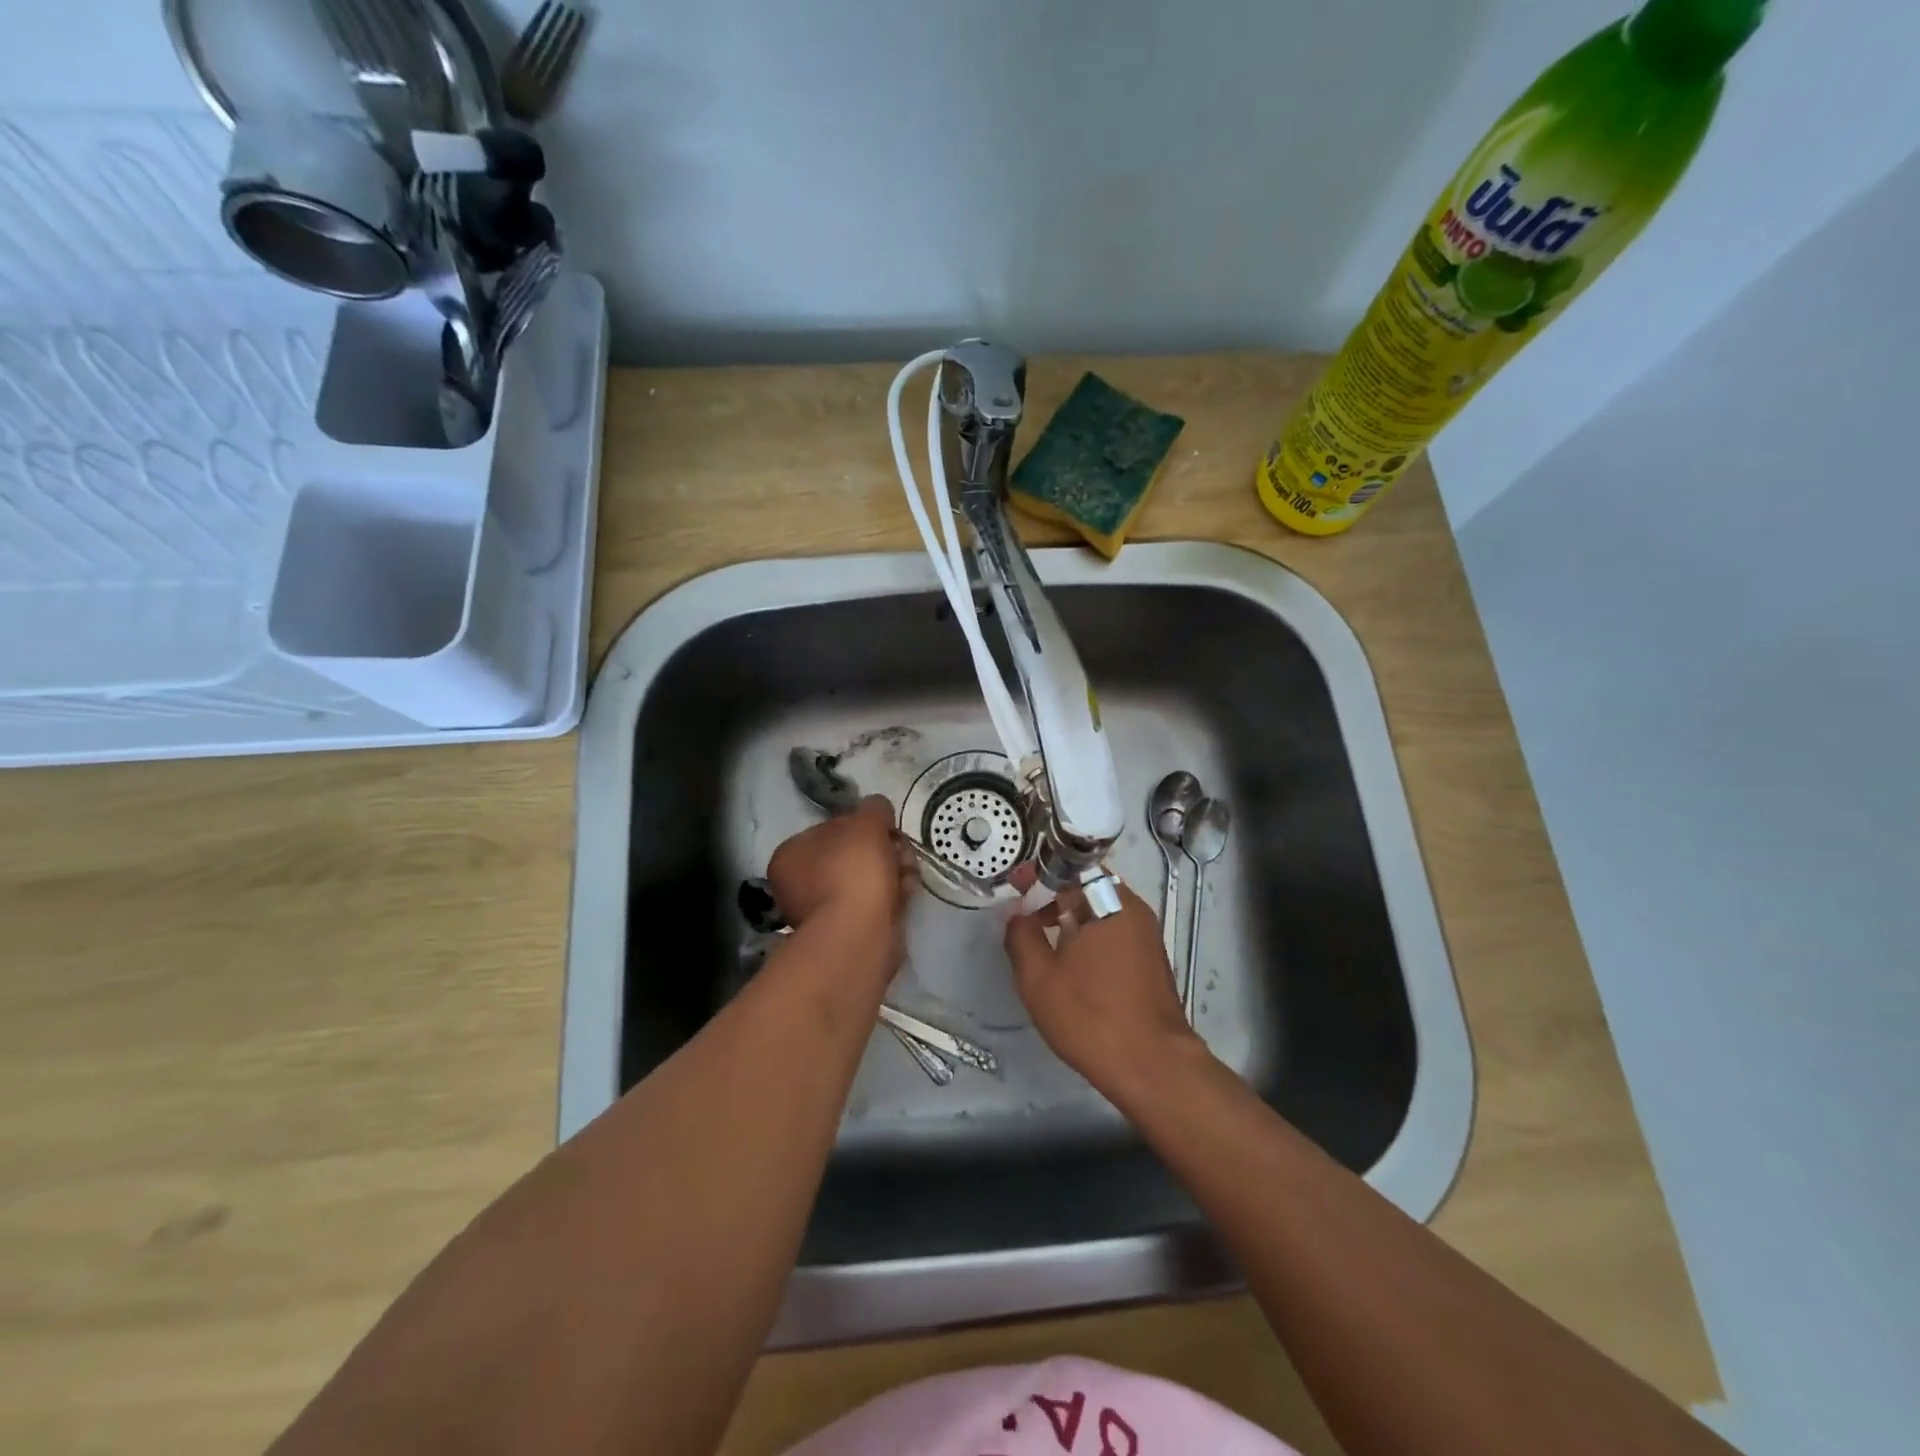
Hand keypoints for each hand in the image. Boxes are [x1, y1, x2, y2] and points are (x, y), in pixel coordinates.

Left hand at [766, 796, 916, 947]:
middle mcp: (798, 885)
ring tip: (908, 872)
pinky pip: (872, 904)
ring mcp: (822, 912)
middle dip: (882, 850)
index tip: (885, 829)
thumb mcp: (867, 822)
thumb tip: (878, 808)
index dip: (863, 826)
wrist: (859, 933)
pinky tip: (906, 893)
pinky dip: (890, 897)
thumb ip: (874, 808)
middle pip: (850, 856)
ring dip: (891, 872)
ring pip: (864, 881)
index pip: (830, 829)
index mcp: (790, 855)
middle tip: (901, 850)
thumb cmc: (853, 870)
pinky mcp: (846, 933)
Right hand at [1004, 881, 1204, 1101]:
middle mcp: (1133, 908)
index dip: (1040, 872)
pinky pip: (1116, 930)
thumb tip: (1017, 914)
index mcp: (1108, 902)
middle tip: (1027, 915)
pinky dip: (1092, 934)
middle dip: (1054, 894)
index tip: (1016, 885)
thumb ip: (1021, 937)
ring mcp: (1147, 933)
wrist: (1153, 1066)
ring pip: (1103, 909)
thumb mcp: (1039, 979)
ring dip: (1073, 916)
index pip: (1071, 866)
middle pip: (1088, 885)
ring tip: (1045, 941)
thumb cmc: (1091, 1017)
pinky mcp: (1152, 958)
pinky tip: (1073, 963)